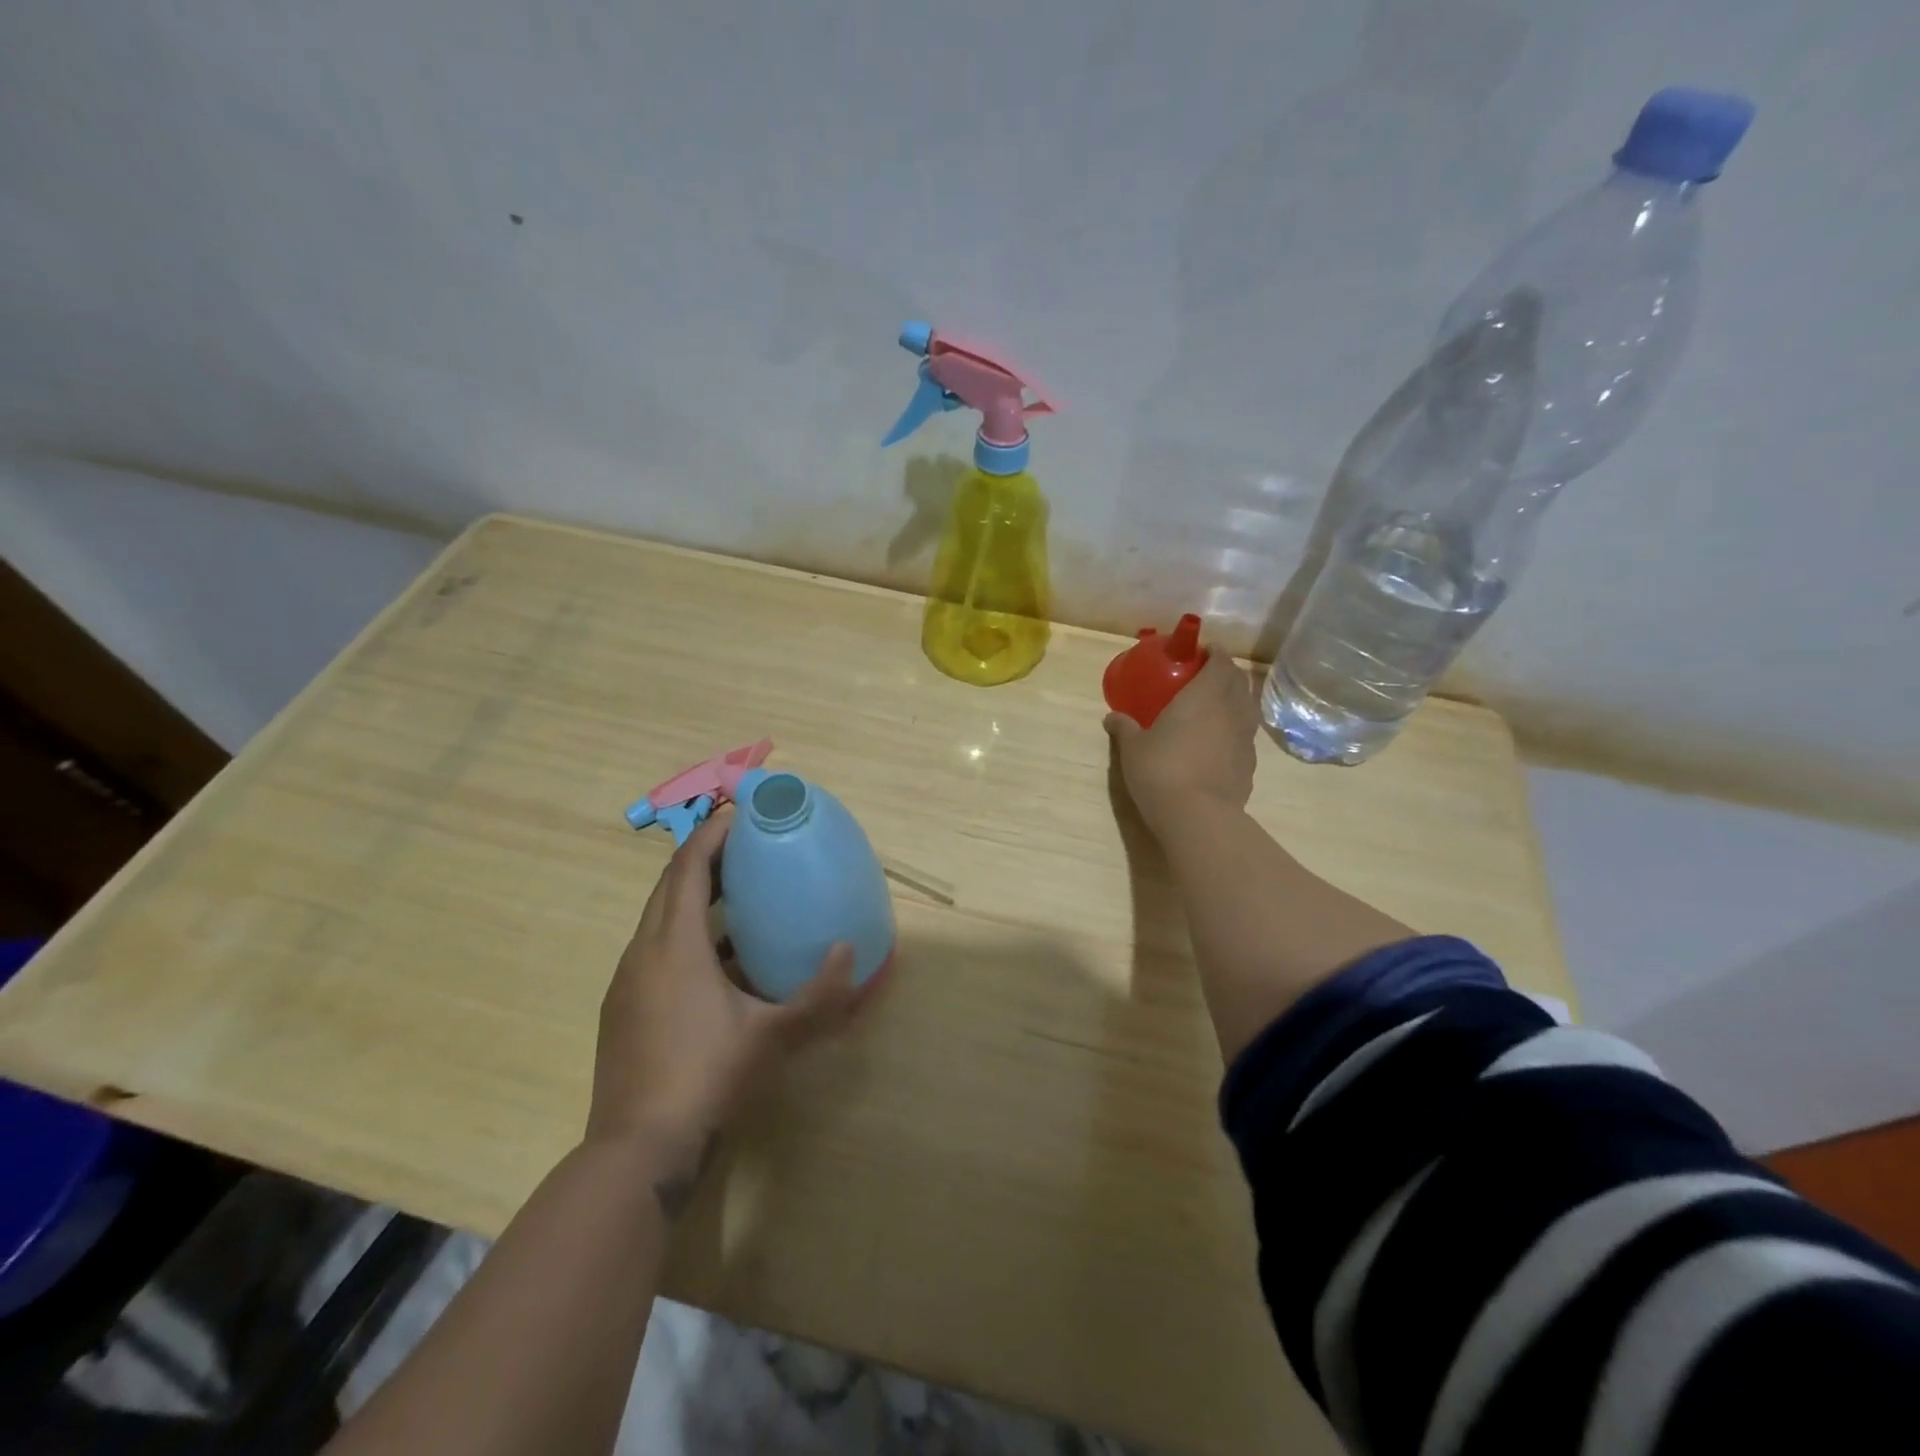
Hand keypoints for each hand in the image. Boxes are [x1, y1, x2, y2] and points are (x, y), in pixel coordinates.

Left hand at [586, 808, 866, 1162]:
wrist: (638, 1152)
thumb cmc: (707, 1078)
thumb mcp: (773, 1036)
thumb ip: (819, 994)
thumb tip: (851, 952)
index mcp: (674, 945)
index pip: (688, 867)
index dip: (712, 834)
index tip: (741, 815)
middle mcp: (643, 952)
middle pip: (670, 885)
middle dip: (705, 858)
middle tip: (748, 849)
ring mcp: (627, 982)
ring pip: (659, 919)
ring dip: (694, 897)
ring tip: (738, 896)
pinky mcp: (623, 1009)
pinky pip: (654, 950)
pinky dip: (684, 934)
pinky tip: (718, 962)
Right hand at [1104, 650, 1258, 834]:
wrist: (1198, 817)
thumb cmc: (1161, 770)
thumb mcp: (1133, 748)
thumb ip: (1125, 728)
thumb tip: (1112, 717)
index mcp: (1206, 695)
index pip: (1221, 661)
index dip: (1213, 653)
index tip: (1200, 653)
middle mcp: (1232, 710)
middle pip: (1239, 681)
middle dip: (1225, 674)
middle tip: (1204, 677)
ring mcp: (1246, 739)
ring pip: (1247, 708)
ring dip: (1234, 701)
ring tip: (1213, 709)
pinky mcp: (1250, 765)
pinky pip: (1245, 737)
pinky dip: (1234, 731)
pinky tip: (1217, 744)